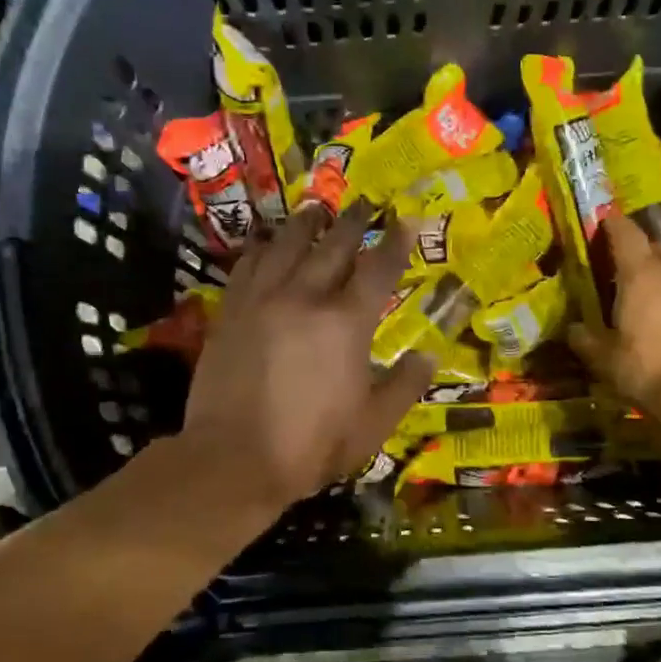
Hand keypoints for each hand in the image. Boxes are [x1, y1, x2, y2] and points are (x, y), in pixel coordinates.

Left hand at [184, 200, 435, 510]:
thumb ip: (404, 386)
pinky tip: (267, 241)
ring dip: (306, 223)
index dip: (396, 241)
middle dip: (353, 220)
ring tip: (316, 209)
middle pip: (333, 246)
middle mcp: (305, 298)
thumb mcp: (373, 425)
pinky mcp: (231, 311)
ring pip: (286, 245)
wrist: (232, 459)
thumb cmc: (310, 446)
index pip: (378, 269)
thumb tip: (430, 355)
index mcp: (347, 323)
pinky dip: (262, 247)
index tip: (407, 218)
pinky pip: (248, 264)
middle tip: (365, 201)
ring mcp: (262, 300)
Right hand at [570, 209, 660, 425]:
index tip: (606, 220)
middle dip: (646, 250)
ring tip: (660, 297)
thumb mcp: (606, 361)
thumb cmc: (649, 370)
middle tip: (632, 265)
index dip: (614, 226)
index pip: (626, 236)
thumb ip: (587, 341)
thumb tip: (573, 329)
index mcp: (640, 277)